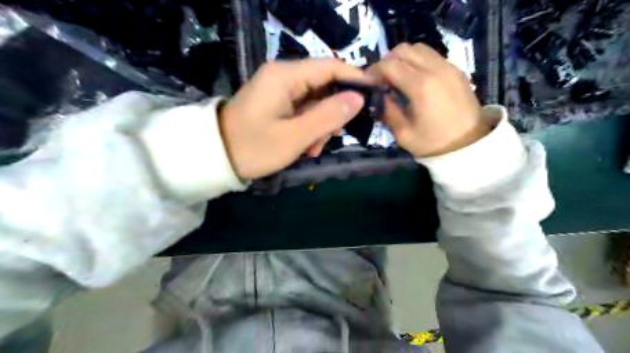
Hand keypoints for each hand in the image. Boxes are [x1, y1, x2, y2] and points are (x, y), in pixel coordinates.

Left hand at [218, 60, 364, 178]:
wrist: (217, 158)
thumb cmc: (254, 147)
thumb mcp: (295, 136)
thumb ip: (328, 116)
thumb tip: (358, 98)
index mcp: (285, 76)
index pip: (331, 67)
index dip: (355, 80)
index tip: (374, 97)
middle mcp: (283, 76)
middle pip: (324, 86)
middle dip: (333, 113)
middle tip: (330, 138)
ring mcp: (279, 90)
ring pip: (316, 102)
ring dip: (321, 125)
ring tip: (312, 149)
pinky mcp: (277, 103)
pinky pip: (303, 110)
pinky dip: (309, 128)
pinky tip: (305, 146)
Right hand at [368, 43, 488, 156]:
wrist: (469, 146)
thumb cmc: (433, 143)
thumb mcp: (403, 133)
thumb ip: (387, 110)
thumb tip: (379, 94)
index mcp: (421, 86)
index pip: (389, 64)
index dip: (374, 71)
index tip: (368, 83)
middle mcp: (435, 69)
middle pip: (404, 49)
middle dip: (387, 61)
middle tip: (381, 79)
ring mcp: (448, 67)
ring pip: (418, 48)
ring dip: (402, 59)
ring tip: (397, 77)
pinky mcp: (456, 70)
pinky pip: (431, 55)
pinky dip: (417, 61)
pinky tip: (413, 79)